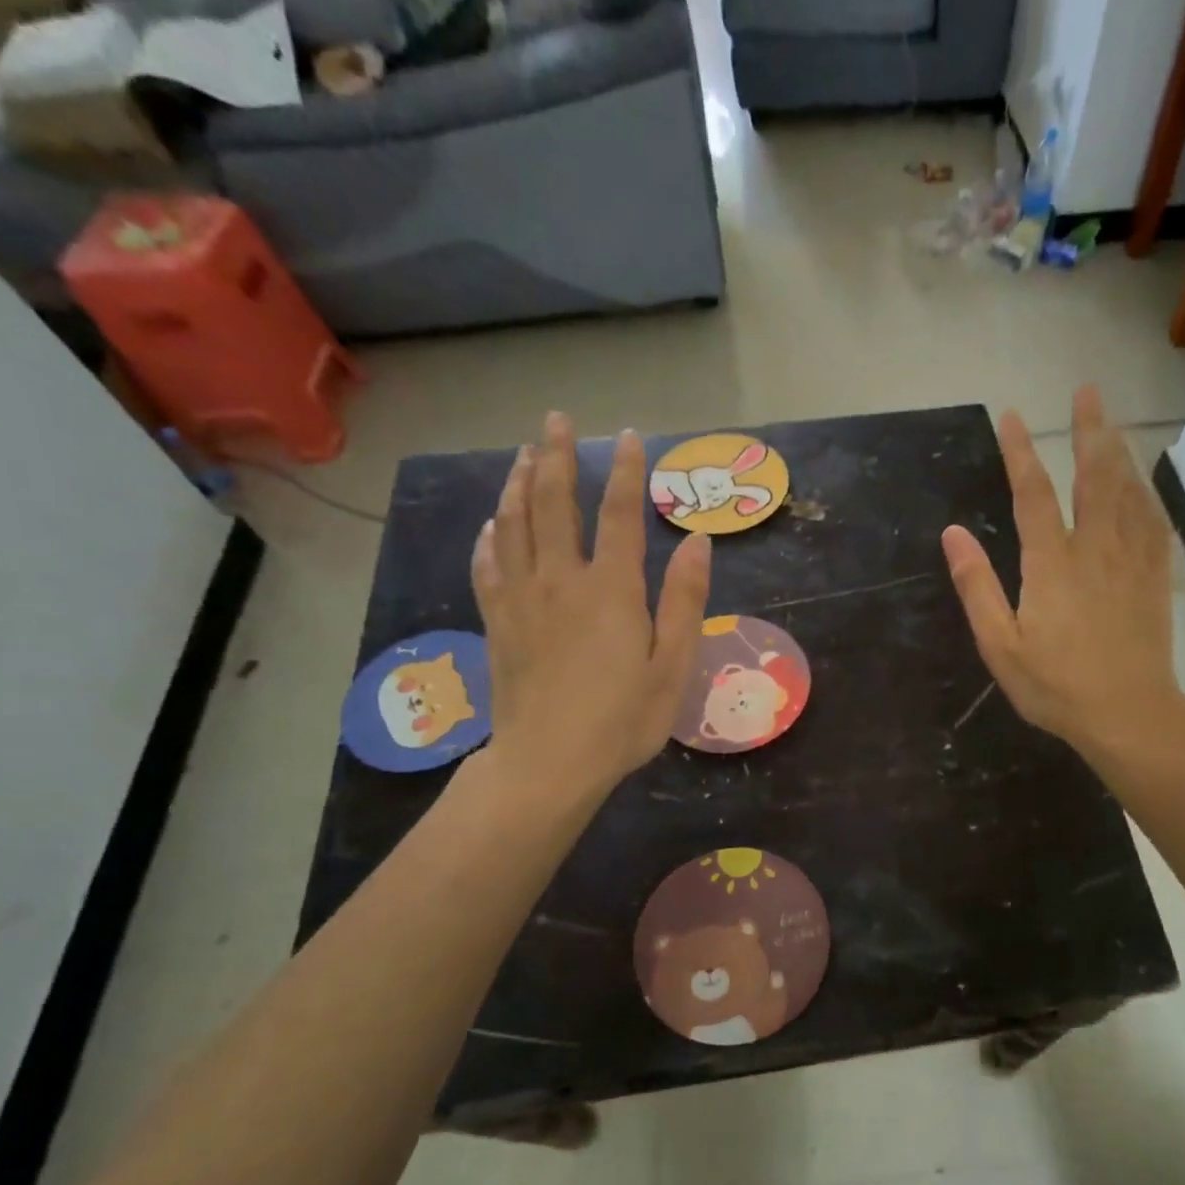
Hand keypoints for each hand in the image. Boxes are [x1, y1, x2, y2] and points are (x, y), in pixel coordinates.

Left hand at [471, 412, 710, 798]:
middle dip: (555, 456)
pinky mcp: (497, 623)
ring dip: (517, 483)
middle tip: (556, 420)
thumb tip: (697, 541)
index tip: (629, 436)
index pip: (618, 513)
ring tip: (522, 453)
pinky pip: (487, 566)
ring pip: (513, 524)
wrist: (548, 764)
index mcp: (610, 589)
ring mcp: (521, 599)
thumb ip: (684, 600)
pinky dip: (490, 537)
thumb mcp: (673, 666)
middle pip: (552, 503)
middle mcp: (560, 580)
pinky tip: (492, 524)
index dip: (625, 471)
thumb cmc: (622, 720)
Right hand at [941, 385, 1178, 754]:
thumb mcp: (1000, 645)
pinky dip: (1146, 494)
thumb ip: (977, 586)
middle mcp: (1095, 549)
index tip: (1011, 417)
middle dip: (1089, 430)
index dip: (1020, 452)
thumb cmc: (1056, 686)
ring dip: (1119, 451)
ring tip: (1112, 423)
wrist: (1129, 716)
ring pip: (1128, 492)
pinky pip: (1153, 523)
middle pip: (1094, 476)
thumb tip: (953, 533)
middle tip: (1087, 391)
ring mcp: (1131, 561)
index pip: (1033, 493)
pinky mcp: (1156, 579)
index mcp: (1052, 563)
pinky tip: (1143, 485)